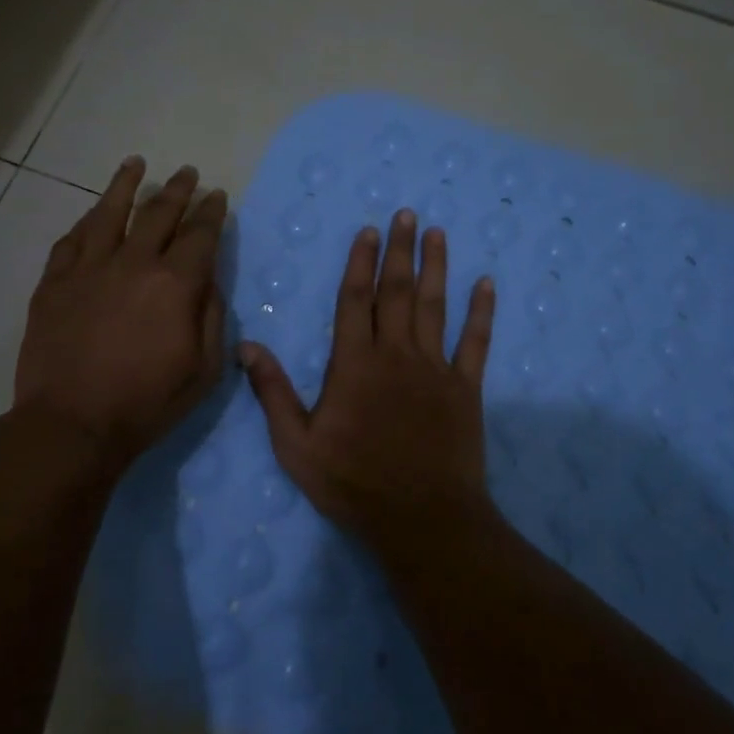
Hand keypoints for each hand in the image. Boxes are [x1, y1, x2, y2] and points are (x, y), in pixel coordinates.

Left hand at [14, 157, 227, 471]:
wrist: (72, 424)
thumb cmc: (147, 402)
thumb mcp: (204, 369)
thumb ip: (211, 316)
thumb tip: (208, 281)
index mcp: (175, 283)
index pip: (200, 234)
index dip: (212, 212)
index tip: (218, 196)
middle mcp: (133, 263)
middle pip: (159, 213)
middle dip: (178, 189)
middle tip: (188, 173)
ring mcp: (88, 269)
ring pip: (109, 213)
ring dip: (126, 185)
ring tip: (136, 164)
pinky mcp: (54, 283)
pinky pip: (71, 241)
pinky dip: (86, 222)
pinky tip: (92, 213)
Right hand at [238, 210, 497, 552]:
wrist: (422, 518)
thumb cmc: (354, 483)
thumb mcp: (296, 445)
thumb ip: (272, 393)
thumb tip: (246, 345)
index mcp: (354, 364)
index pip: (355, 300)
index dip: (361, 262)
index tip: (369, 231)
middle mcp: (396, 354)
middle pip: (397, 291)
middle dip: (400, 251)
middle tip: (407, 214)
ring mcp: (435, 368)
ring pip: (435, 306)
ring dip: (436, 267)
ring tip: (437, 233)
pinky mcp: (466, 388)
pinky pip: (476, 342)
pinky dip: (482, 312)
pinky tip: (487, 284)